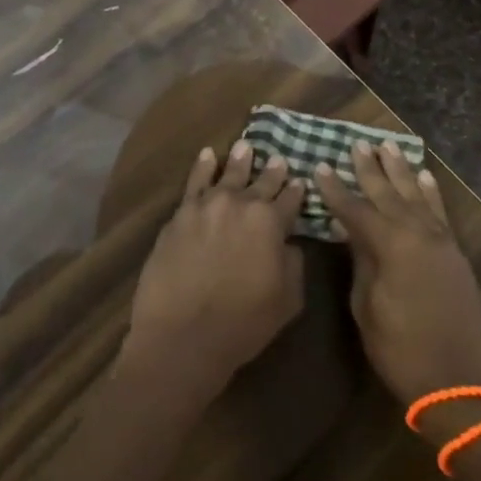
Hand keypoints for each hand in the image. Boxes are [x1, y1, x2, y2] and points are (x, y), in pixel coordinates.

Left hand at [120, 142, 307, 404]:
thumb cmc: (244, 323)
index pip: (290, 200)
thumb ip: (294, 264)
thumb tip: (289, 243)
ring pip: (227, 174)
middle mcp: (240, 204)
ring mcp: (206, 206)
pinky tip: (207, 155)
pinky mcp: (179, 215)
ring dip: (238, 160)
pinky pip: (194, 182)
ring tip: (245, 146)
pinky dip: (202, 166)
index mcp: (271, 222)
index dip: (296, 191)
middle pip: (260, 182)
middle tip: (278, 158)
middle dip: (271, 171)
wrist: (183, 334)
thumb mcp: (288, 299)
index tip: (300, 181)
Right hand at [314, 143, 480, 440]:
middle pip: (389, 194)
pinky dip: (432, 193)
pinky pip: (441, 213)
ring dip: (401, 171)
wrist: (459, 383)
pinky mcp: (456, 255)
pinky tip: (425, 177)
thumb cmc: (400, 349)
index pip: (356, 209)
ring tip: (389, 146)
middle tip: (357, 144)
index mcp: (391, 246)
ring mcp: (442, 243)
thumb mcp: (366, 306)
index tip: (319, 166)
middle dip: (370, 169)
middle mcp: (418, 235)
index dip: (335, 189)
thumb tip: (353, 231)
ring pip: (417, 196)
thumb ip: (361, 262)